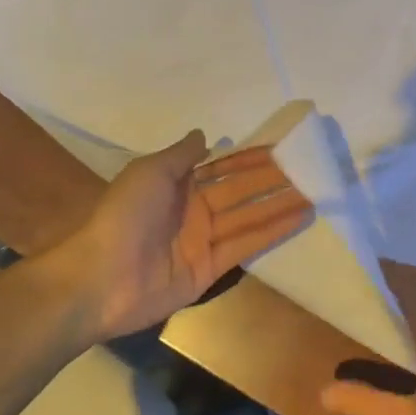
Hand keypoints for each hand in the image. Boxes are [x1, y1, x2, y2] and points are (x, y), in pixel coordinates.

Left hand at [58, 130, 313, 339]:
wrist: (102, 278)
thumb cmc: (124, 216)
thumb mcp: (149, 173)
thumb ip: (180, 156)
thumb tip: (204, 136)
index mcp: (175, 186)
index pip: (220, 168)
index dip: (247, 159)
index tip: (278, 149)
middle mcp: (192, 210)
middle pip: (238, 192)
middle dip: (270, 181)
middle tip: (306, 169)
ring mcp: (202, 241)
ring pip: (248, 217)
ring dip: (278, 205)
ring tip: (313, 193)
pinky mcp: (210, 269)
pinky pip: (246, 245)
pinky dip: (272, 232)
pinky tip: (299, 218)